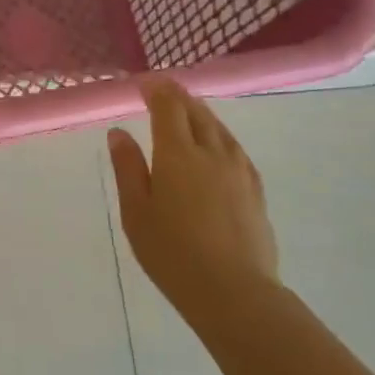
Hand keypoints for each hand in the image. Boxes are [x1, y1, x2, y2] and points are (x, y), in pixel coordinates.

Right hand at [107, 81, 278, 313]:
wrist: (233, 292)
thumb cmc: (172, 253)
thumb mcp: (136, 212)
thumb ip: (128, 168)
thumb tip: (119, 133)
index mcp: (177, 154)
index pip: (168, 106)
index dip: (156, 89)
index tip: (143, 82)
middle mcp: (211, 152)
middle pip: (196, 112)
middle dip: (178, 96)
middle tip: (162, 91)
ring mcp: (238, 170)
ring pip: (219, 128)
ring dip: (200, 113)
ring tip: (187, 111)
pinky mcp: (255, 190)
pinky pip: (235, 148)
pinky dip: (219, 135)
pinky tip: (217, 145)